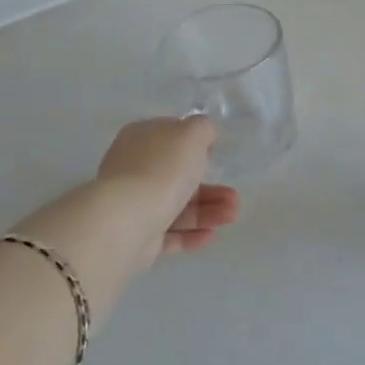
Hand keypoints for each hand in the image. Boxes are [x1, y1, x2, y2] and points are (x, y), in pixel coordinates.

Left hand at [97, 118, 240, 260]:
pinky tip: (211, 235)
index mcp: (141, 139)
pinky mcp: (136, 236)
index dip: (193, 145)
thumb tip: (204, 134)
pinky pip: (168, 233)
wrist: (129, 220)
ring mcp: (133, 204)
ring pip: (176, 205)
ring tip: (231, 216)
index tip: (216, 154)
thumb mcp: (191, 135)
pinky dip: (190, 234)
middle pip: (176, 176)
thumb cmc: (163, 169)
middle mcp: (133, 169)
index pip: (169, 137)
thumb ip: (203, 128)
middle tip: (235, 196)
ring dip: (207, 210)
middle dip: (210, 187)